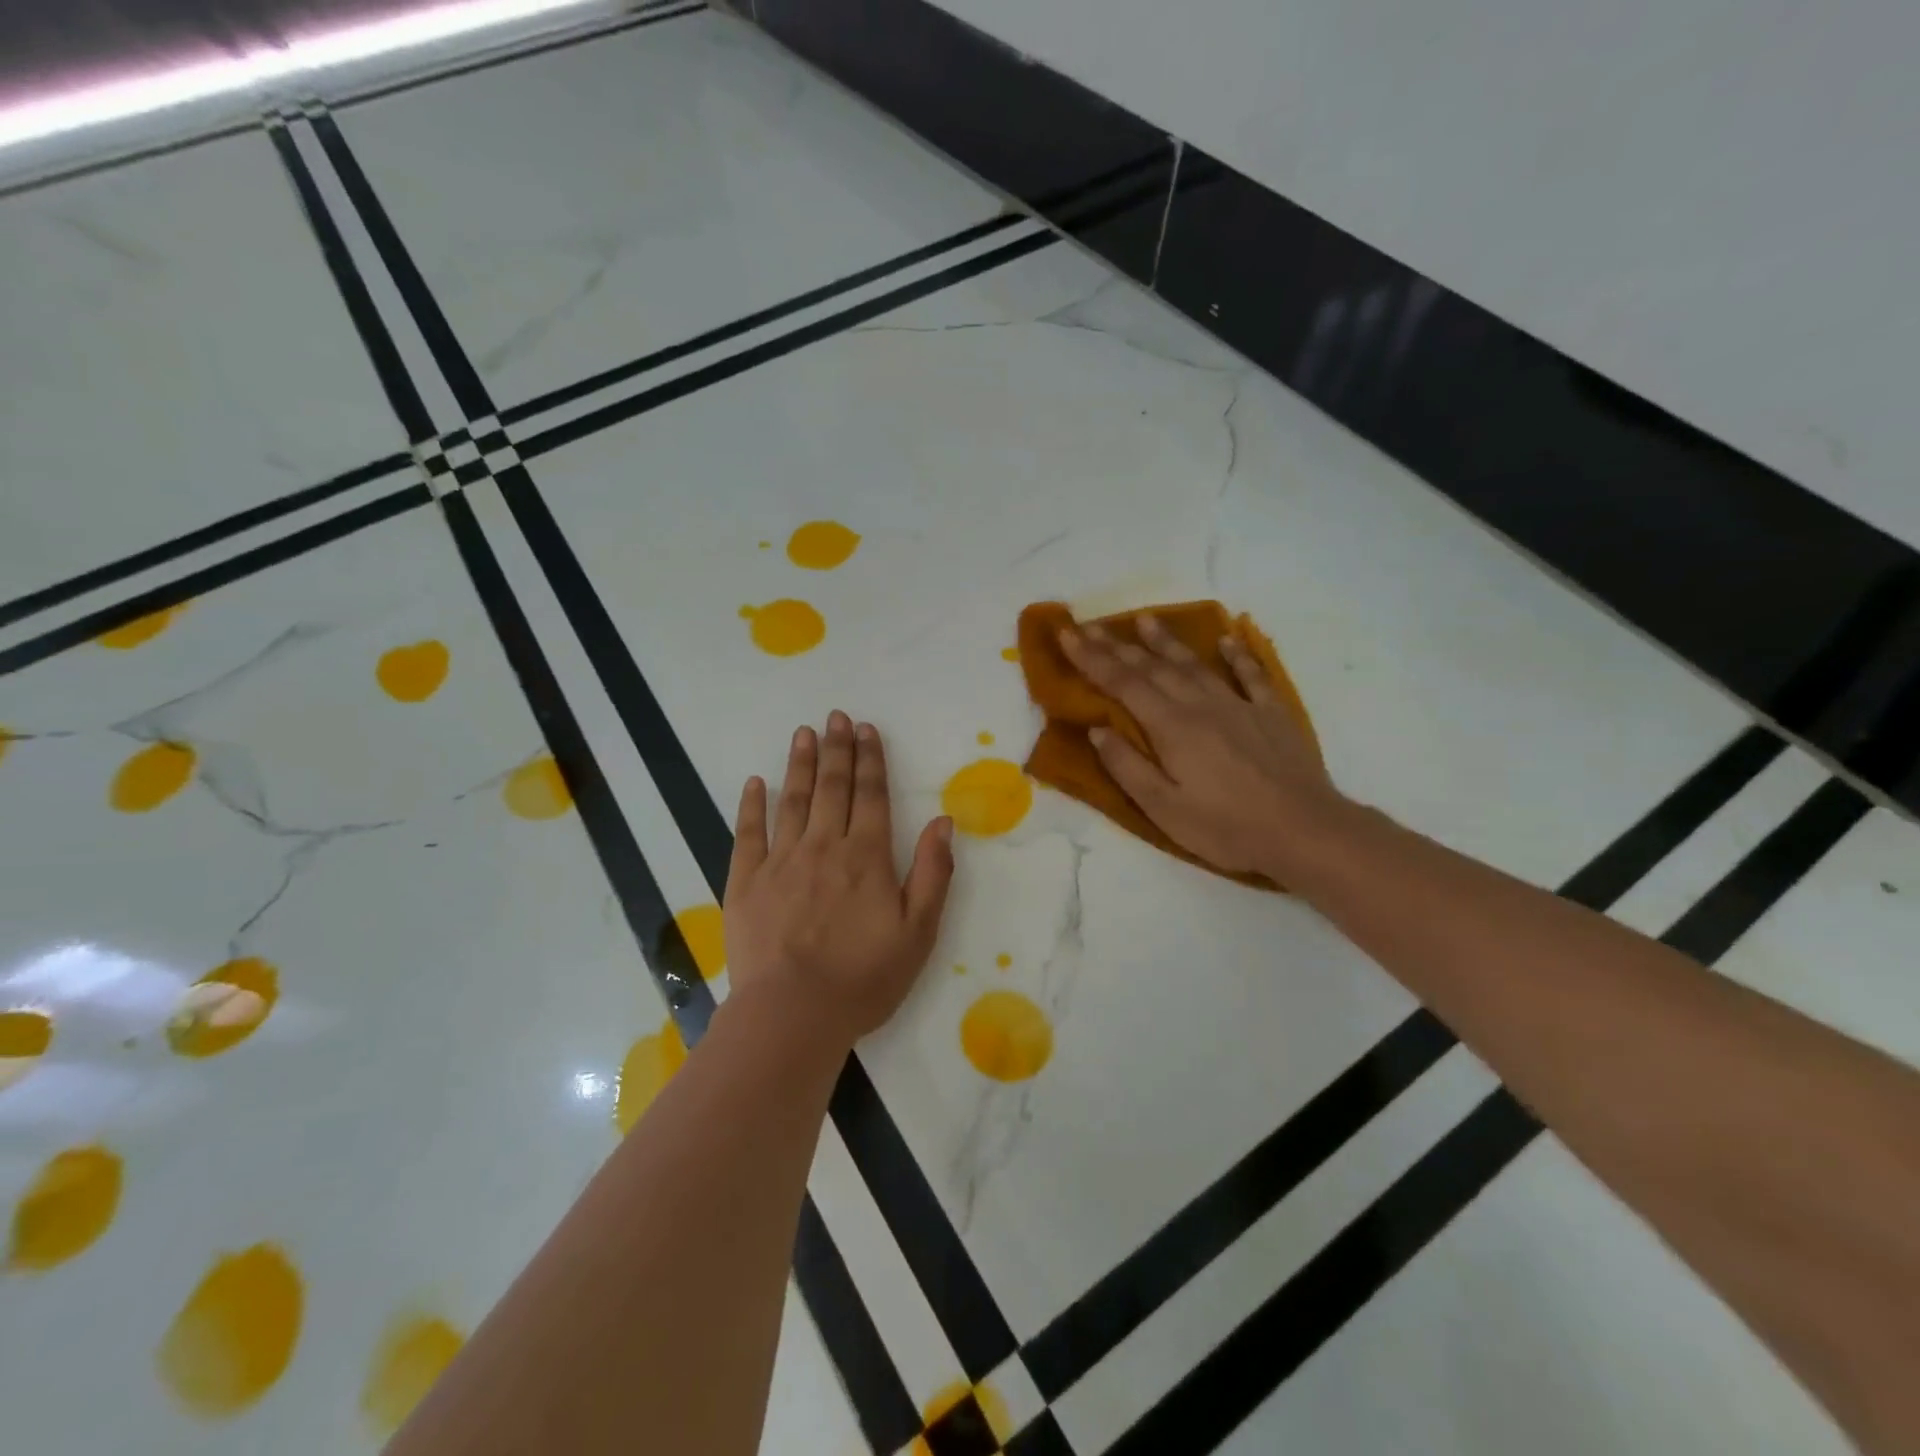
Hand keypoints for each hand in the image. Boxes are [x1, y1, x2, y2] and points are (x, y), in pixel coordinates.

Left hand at [724, 712, 955, 1043]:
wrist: (793, 1014)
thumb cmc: (863, 977)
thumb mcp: (918, 932)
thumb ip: (932, 873)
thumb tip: (943, 821)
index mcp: (866, 857)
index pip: (871, 796)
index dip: (871, 760)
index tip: (867, 730)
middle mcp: (824, 847)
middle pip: (833, 788)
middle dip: (837, 749)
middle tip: (837, 717)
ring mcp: (781, 861)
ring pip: (793, 800)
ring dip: (800, 764)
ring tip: (804, 733)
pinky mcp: (746, 882)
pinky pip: (748, 833)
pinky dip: (752, 805)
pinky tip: (755, 782)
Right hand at [1060, 615, 1344, 877]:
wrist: (1303, 830)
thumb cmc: (1225, 827)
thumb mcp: (1163, 808)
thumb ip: (1127, 766)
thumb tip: (1097, 729)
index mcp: (1171, 727)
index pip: (1122, 683)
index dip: (1092, 658)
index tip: (1068, 634)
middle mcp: (1201, 705)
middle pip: (1153, 667)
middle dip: (1117, 645)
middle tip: (1091, 624)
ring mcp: (1239, 705)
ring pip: (1195, 664)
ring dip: (1167, 641)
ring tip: (1146, 619)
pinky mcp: (1271, 714)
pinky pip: (1251, 675)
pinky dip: (1238, 655)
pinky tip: (1228, 640)